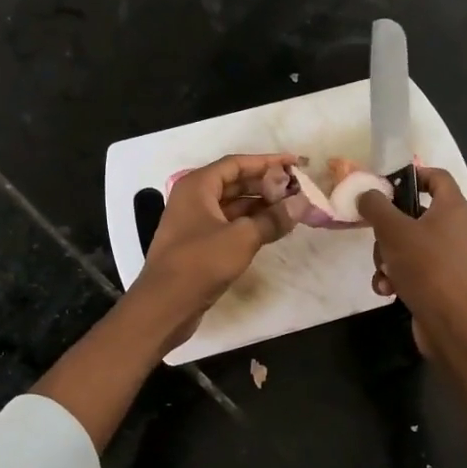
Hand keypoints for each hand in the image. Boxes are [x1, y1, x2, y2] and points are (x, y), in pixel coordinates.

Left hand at [132, 153, 299, 347]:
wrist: (165, 305)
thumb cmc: (200, 263)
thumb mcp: (242, 238)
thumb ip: (273, 219)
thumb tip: (301, 204)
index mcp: (197, 186)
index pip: (236, 164)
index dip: (267, 162)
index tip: (295, 164)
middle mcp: (193, 199)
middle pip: (235, 183)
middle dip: (266, 185)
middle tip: (297, 189)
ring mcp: (194, 223)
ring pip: (233, 206)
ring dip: (260, 206)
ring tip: (291, 209)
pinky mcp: (199, 245)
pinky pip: (229, 225)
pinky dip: (250, 224)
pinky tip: (272, 229)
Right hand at [359, 167, 466, 354]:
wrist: (449, 322)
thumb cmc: (426, 267)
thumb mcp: (394, 231)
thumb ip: (376, 206)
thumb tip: (366, 193)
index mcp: (451, 208)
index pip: (436, 176)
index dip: (412, 175)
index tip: (385, 185)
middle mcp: (453, 228)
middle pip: (413, 214)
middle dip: (387, 229)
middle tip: (377, 237)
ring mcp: (447, 256)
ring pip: (406, 244)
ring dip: (387, 257)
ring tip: (384, 272)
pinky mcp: (438, 280)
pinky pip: (410, 269)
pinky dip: (396, 276)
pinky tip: (388, 289)